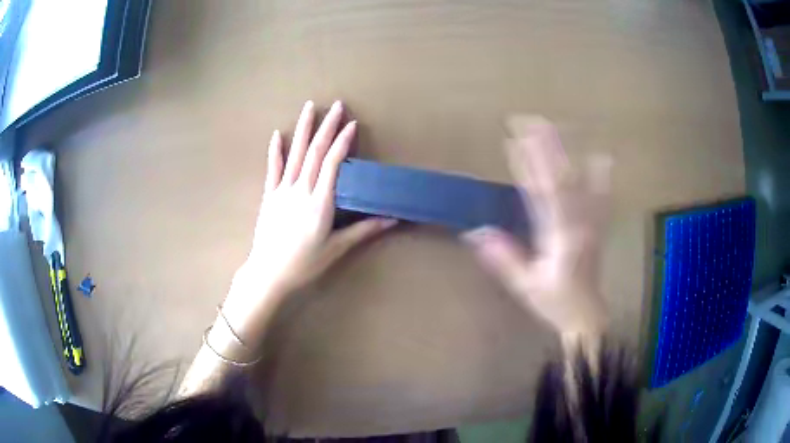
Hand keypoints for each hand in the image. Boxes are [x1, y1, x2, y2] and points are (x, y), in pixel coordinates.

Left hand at [223, 101, 395, 338]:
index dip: (342, 142)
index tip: (352, 124)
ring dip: (303, 129)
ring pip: (295, 153)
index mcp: (320, 202)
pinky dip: (275, 150)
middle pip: (315, 152)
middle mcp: (301, 190)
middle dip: (327, 126)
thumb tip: (393, 219)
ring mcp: (282, 190)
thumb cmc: (304, 264)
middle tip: (336, 105)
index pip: (332, 163)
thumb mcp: (336, 248)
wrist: (269, 273)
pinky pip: (273, 168)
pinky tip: (277, 133)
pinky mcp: (269, 195)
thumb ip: (364, 230)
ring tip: (310, 107)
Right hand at [463, 117, 611, 341]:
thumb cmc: (555, 303)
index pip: (543, 191)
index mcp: (559, 236)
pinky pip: (601, 195)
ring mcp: (591, 221)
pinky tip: (602, 156)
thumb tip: (476, 232)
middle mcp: (578, 222)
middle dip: (546, 144)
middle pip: (562, 176)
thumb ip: (504, 259)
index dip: (529, 162)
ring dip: (568, 151)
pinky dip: (601, 174)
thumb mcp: (526, 285)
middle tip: (529, 119)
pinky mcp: (597, 225)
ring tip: (557, 126)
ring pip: (581, 179)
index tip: (513, 138)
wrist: (586, 316)